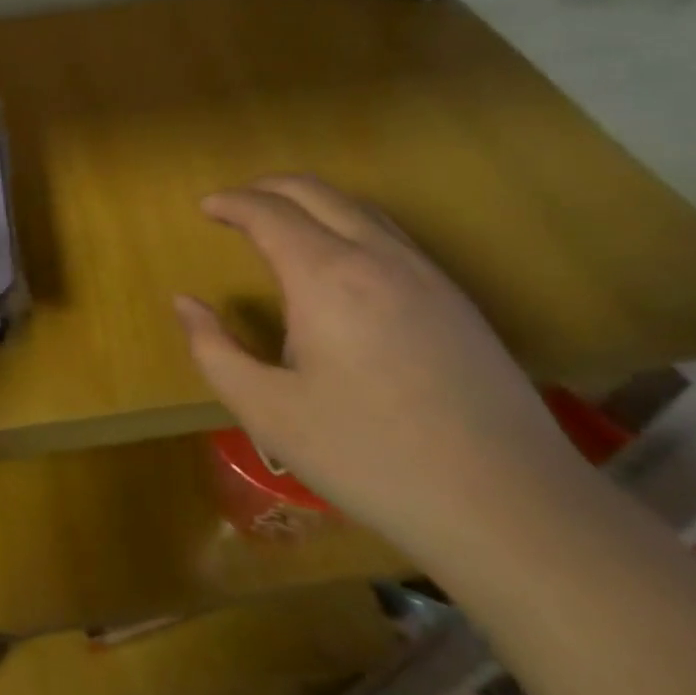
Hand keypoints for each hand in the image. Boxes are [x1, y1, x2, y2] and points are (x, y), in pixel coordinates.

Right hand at [175, 176, 593, 570]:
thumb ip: (215, 351)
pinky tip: (342, 258)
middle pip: (314, 191)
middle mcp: (376, 256)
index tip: (206, 207)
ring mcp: (424, 273)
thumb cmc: (372, 458)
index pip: (268, 212)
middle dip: (267, 188)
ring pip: (358, 206)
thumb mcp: (270, 413)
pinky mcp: (455, 298)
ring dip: (310, 201)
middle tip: (235, 204)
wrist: (511, 506)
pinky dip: (348, 221)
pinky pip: (390, 233)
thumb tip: (185, 304)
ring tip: (281, 221)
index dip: (231, 203)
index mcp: (325, 276)